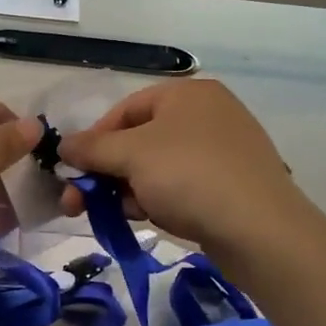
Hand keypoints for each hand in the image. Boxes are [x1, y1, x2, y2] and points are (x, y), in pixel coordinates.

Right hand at [56, 80, 308, 252]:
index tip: (73, 171)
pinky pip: (182, 185)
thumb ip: (91, 148)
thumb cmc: (190, 177)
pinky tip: (148, 218)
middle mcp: (208, 114)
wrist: (261, 231)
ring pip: (158, 166)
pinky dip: (159, 198)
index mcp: (187, 94)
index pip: (125, 110)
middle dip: (106, 171)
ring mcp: (224, 150)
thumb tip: (63, 145)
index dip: (94, 139)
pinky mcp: (232, 184)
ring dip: (128, 188)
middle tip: (79, 203)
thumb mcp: (131, 156)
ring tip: (114, 215)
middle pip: (140, 139)